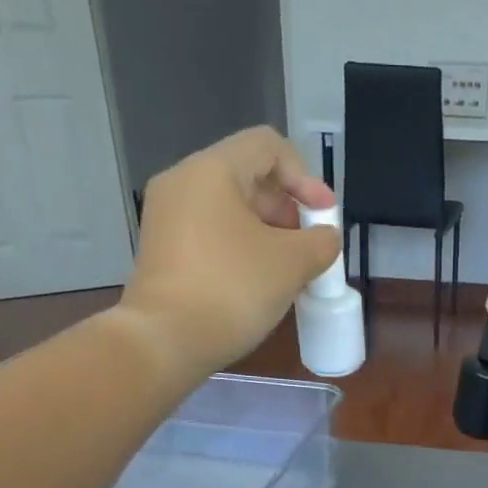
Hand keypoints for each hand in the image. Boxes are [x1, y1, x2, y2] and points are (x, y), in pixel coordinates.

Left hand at [119, 127, 339, 381]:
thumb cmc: (231, 290)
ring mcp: (167, 218)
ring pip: (229, 209)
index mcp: (212, 170)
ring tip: (289, 271)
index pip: (268, 147)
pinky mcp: (162, 251)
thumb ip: (320, 243)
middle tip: (309, 247)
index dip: (306, 177)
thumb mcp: (291, 264)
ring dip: (267, 233)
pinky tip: (258, 284)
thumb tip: (325, 238)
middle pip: (248, 177)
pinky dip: (241, 249)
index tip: (325, 217)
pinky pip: (211, 235)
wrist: (165, 340)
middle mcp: (183, 183)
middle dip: (288, 209)